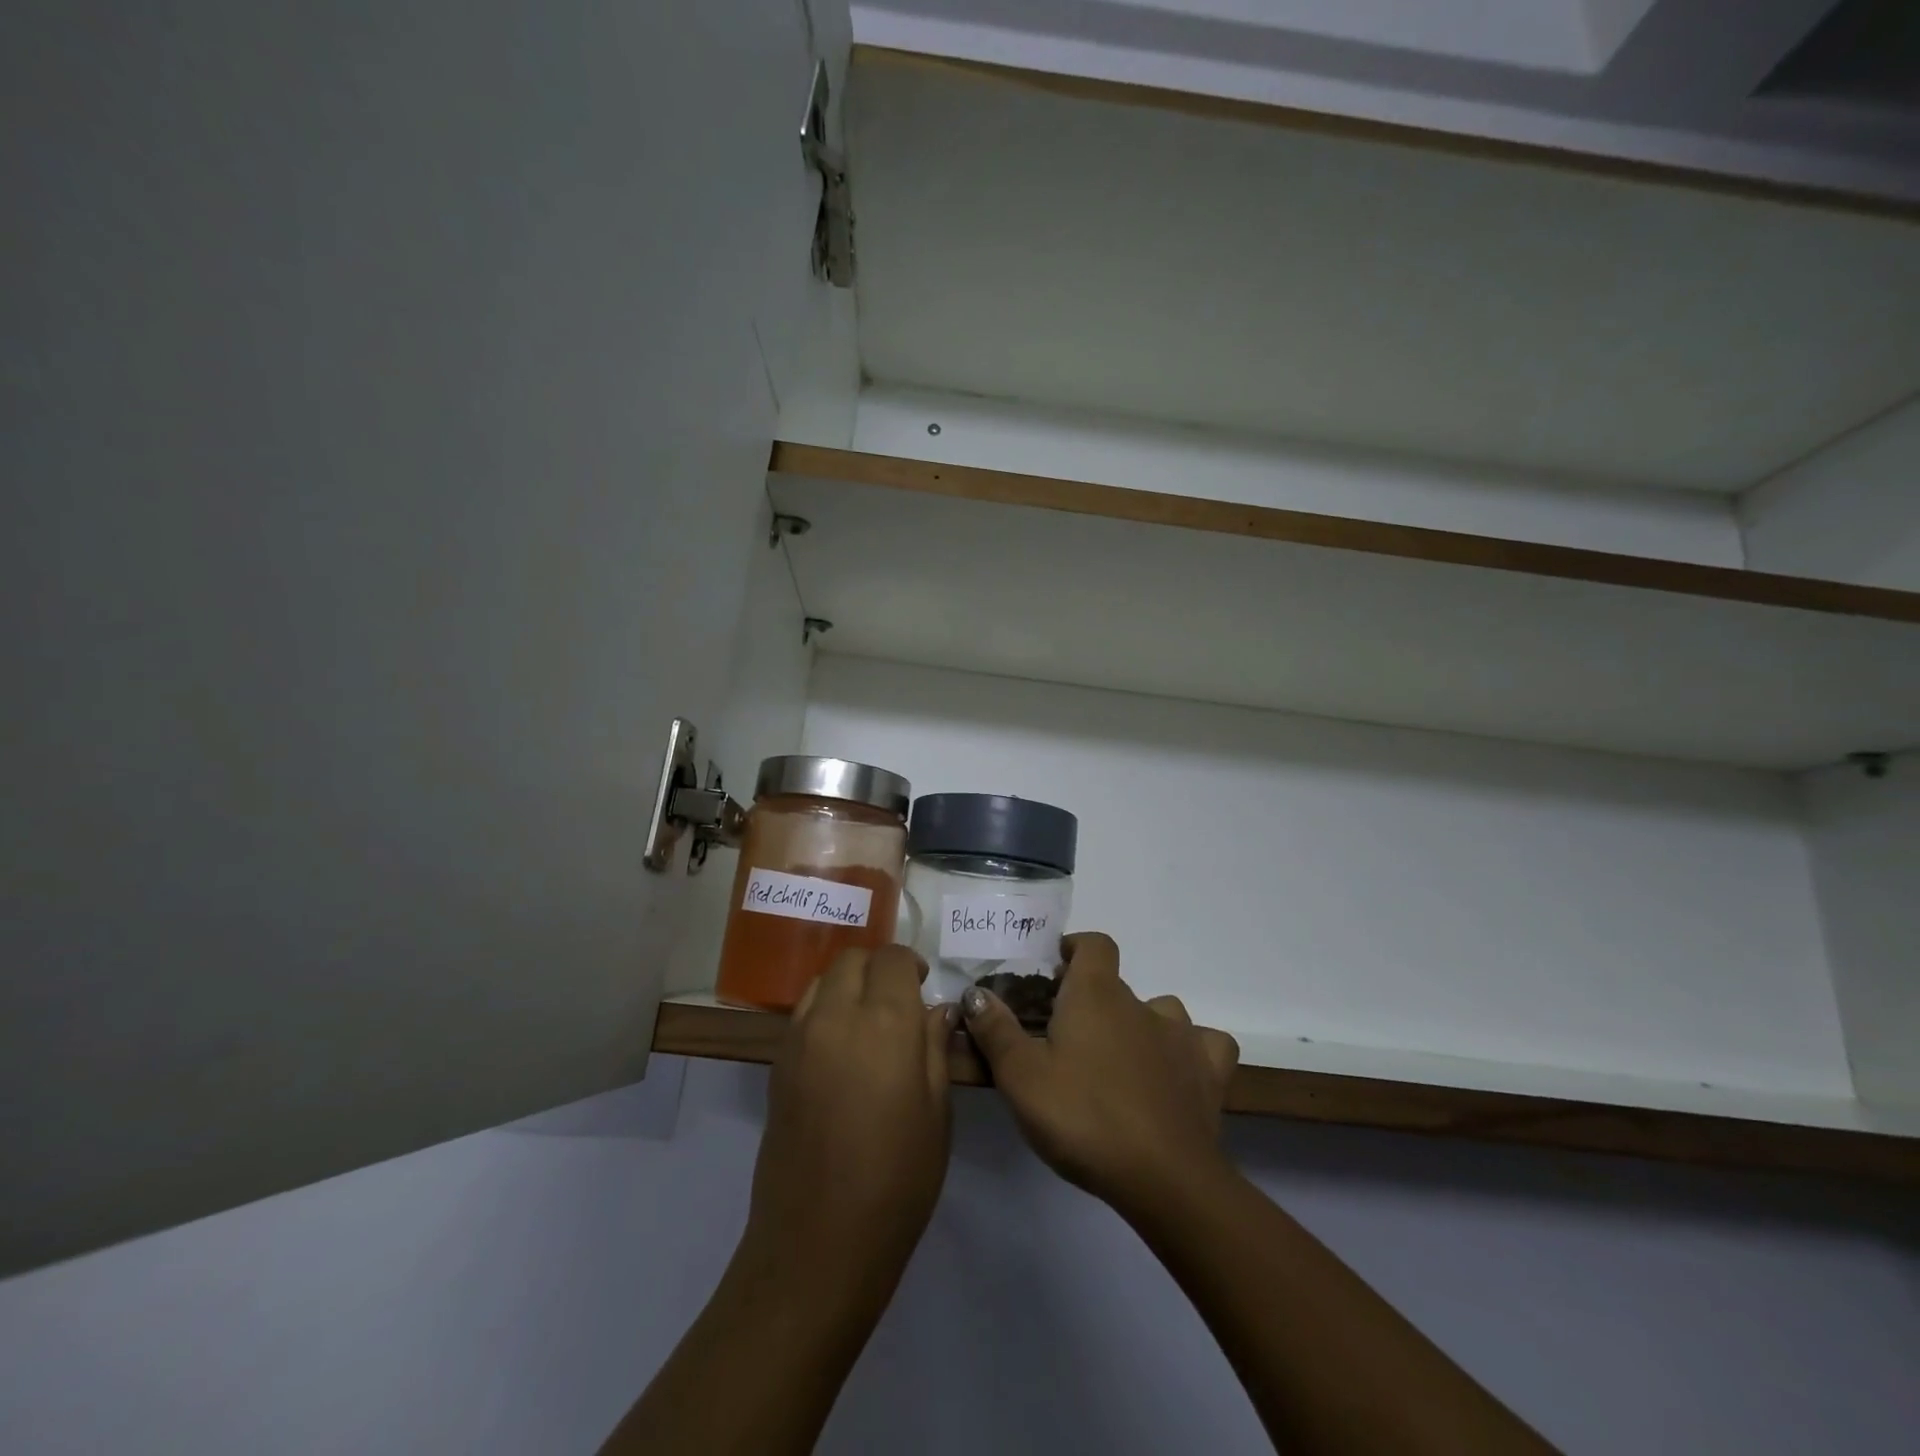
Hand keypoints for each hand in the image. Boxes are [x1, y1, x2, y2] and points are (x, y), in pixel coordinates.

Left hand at [744, 944, 955, 1292]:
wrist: (817, 1243)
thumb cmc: (896, 1180)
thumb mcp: (936, 1112)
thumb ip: (934, 1048)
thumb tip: (937, 1010)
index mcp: (884, 1023)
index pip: (892, 959)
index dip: (911, 964)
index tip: (924, 986)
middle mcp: (835, 1015)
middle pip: (852, 959)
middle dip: (878, 966)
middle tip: (900, 999)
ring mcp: (799, 1037)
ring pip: (823, 979)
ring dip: (849, 984)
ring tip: (869, 1021)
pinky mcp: (778, 1063)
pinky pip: (804, 1011)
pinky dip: (825, 1008)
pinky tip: (842, 1048)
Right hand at [961, 933, 1238, 1219]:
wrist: (1163, 1178)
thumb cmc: (1082, 1117)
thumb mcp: (1021, 1077)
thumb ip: (996, 1030)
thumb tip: (976, 993)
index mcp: (1096, 994)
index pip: (1094, 944)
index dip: (1075, 949)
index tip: (1055, 971)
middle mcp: (1142, 1003)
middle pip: (1116, 985)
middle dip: (1093, 1002)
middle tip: (1068, 1039)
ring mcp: (1182, 1036)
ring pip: (1161, 1012)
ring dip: (1140, 1026)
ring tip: (1118, 1061)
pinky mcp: (1209, 1072)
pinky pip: (1204, 1046)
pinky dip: (1189, 1053)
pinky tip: (1174, 1074)